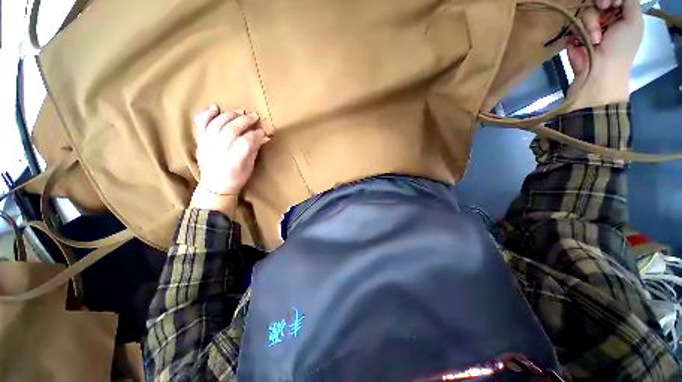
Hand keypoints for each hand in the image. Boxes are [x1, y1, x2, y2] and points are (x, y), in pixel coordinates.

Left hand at [190, 105, 268, 216]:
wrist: (215, 186)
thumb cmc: (236, 178)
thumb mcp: (250, 166)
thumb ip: (255, 149)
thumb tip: (264, 136)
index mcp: (234, 161)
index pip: (246, 142)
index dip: (256, 134)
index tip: (264, 131)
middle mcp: (219, 151)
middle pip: (231, 129)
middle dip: (244, 120)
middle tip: (254, 116)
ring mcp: (207, 145)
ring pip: (217, 124)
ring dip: (229, 115)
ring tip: (239, 111)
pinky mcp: (200, 141)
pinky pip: (201, 125)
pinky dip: (207, 114)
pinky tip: (215, 107)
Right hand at [566, 0, 643, 110]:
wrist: (600, 70)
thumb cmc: (621, 48)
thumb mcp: (634, 21)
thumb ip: (630, 2)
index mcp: (621, 14)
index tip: (612, 3)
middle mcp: (605, 18)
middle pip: (598, 2)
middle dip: (600, 3)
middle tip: (603, 8)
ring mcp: (589, 27)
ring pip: (586, 11)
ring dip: (591, 23)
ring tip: (596, 39)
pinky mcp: (574, 35)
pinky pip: (574, 24)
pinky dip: (580, 31)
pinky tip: (586, 41)